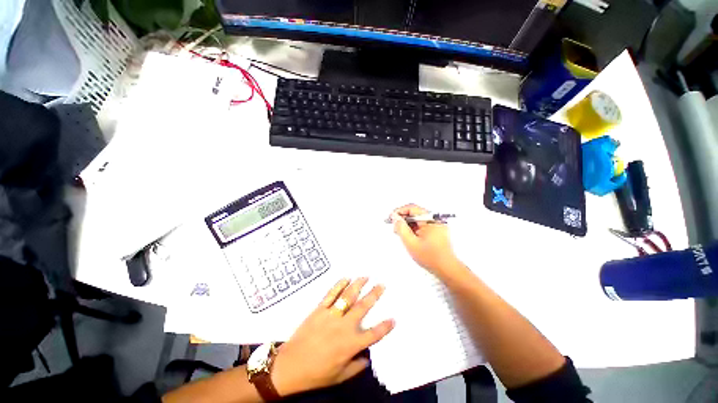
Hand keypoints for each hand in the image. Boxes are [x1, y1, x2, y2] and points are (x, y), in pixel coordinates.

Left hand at [271, 278, 394, 395]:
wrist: (290, 366)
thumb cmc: (316, 374)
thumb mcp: (340, 377)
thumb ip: (356, 366)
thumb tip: (367, 356)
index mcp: (351, 345)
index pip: (373, 334)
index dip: (385, 327)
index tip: (393, 318)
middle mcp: (344, 327)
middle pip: (362, 307)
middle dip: (374, 295)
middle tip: (381, 285)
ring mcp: (331, 316)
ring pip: (348, 297)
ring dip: (358, 285)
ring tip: (366, 276)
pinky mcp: (319, 310)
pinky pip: (331, 295)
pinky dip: (339, 285)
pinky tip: (346, 278)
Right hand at [390, 204, 459, 273]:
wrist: (447, 269)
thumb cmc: (430, 257)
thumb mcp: (411, 242)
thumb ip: (401, 228)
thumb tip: (394, 217)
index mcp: (430, 220)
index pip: (412, 208)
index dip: (400, 211)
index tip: (391, 218)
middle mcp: (435, 220)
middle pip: (415, 213)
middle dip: (403, 219)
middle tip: (395, 227)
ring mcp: (437, 225)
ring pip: (418, 219)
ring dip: (408, 225)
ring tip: (401, 234)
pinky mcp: (437, 230)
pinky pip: (423, 225)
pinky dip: (414, 229)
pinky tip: (409, 236)